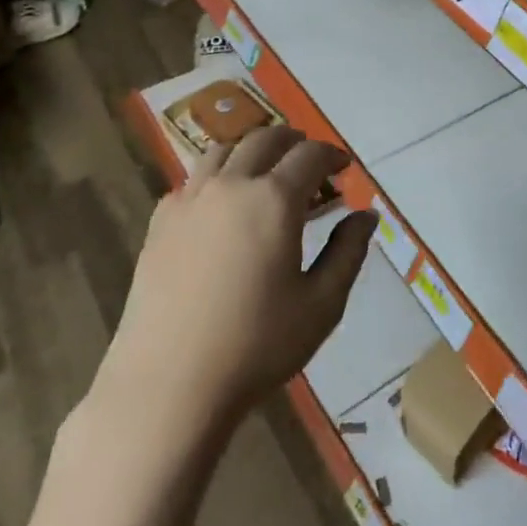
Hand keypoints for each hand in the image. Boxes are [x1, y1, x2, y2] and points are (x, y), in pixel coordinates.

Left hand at [89, 128, 376, 431]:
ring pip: (224, 150)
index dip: (332, 155)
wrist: (168, 386)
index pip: (310, 155)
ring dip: (252, 151)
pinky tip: (221, 207)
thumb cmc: (256, 346)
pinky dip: (216, 177)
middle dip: (294, 143)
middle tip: (310, 163)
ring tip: (265, 174)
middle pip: (266, 139)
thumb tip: (366, 215)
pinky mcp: (160, 222)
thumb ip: (349, 252)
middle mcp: (232, 185)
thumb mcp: (322, 304)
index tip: (344, 168)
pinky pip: (193, 180)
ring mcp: (190, 200)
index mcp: (275, 199)